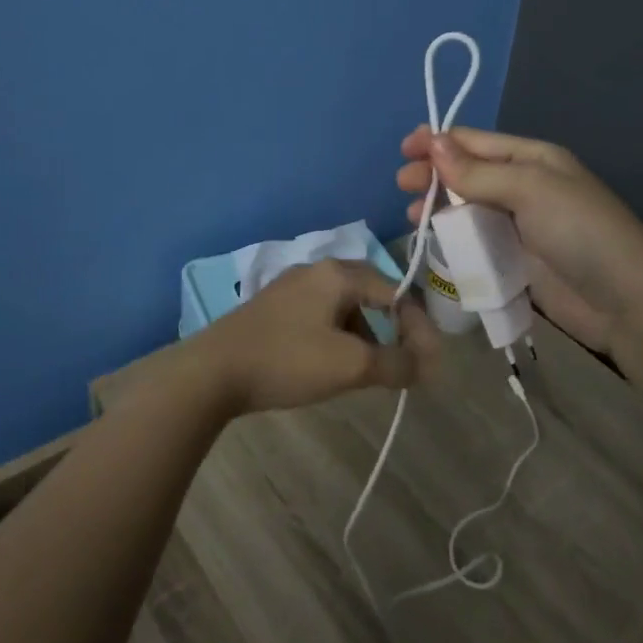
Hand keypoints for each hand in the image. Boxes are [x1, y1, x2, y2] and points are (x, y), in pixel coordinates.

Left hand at [188, 259, 439, 415]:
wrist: (213, 370)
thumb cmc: (287, 360)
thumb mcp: (350, 365)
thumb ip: (396, 364)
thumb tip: (426, 366)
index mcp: (337, 273)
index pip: (395, 292)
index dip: (418, 328)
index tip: (429, 365)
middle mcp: (316, 270)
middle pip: (371, 294)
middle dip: (392, 329)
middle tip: (403, 363)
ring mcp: (291, 287)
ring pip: (344, 307)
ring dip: (364, 336)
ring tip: (367, 371)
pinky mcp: (274, 307)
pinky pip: (321, 316)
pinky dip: (338, 337)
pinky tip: (330, 365)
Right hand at [397, 126, 642, 349]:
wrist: (625, 303)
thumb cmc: (580, 232)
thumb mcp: (530, 189)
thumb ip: (477, 172)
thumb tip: (433, 142)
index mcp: (533, 159)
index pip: (476, 142)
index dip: (438, 142)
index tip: (404, 150)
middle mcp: (524, 186)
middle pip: (467, 173)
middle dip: (434, 174)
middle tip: (403, 185)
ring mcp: (518, 225)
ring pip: (466, 208)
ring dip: (438, 207)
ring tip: (413, 216)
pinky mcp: (513, 259)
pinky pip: (474, 241)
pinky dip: (452, 238)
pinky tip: (434, 241)